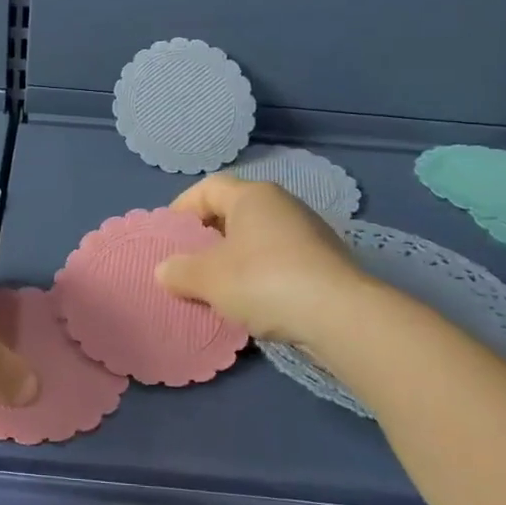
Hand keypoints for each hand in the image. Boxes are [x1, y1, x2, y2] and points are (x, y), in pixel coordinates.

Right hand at [156, 174, 365, 344]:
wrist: (340, 315)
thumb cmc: (263, 281)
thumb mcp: (208, 279)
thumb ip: (180, 271)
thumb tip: (165, 270)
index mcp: (252, 196)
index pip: (207, 188)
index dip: (182, 208)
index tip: (169, 236)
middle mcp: (282, 204)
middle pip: (233, 213)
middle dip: (208, 238)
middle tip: (188, 264)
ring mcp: (308, 232)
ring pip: (257, 239)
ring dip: (234, 260)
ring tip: (217, 289)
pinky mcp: (325, 262)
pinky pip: (279, 261)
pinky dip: (260, 276)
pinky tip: (253, 303)